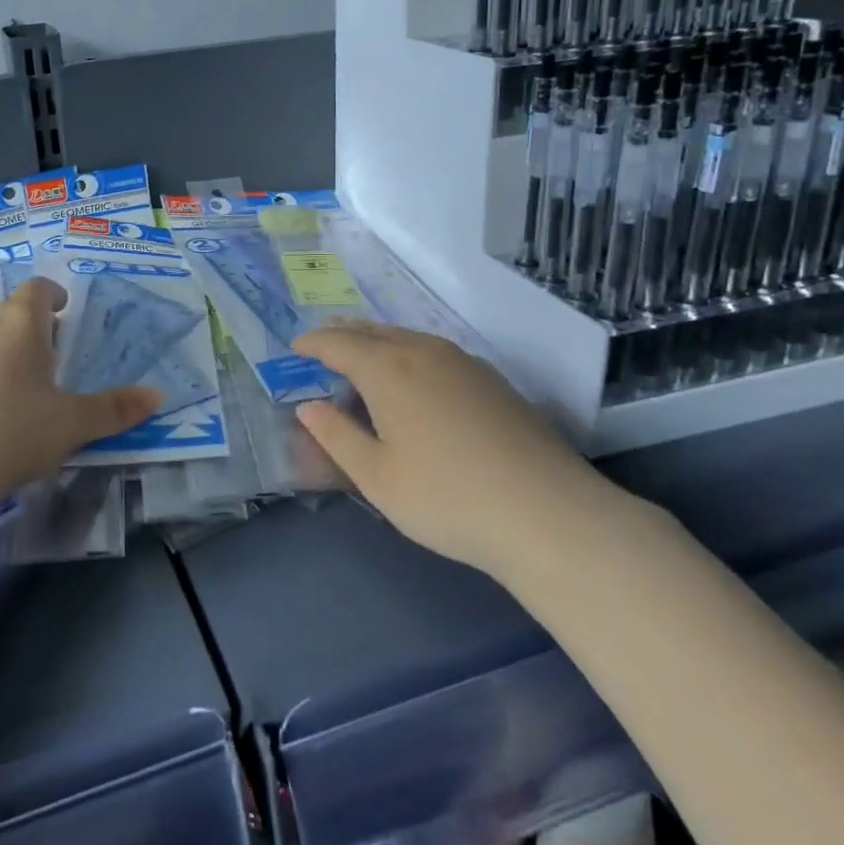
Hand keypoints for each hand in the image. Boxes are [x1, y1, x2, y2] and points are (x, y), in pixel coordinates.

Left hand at [0, 278, 159, 517]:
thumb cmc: (11, 437)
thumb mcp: (72, 426)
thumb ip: (116, 409)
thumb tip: (159, 394)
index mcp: (20, 323)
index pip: (38, 289)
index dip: (52, 296)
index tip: (61, 313)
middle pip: (1, 306)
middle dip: (19, 322)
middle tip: (34, 356)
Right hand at [293, 320, 625, 572]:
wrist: (548, 513)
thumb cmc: (448, 497)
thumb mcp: (377, 477)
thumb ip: (336, 436)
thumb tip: (308, 406)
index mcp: (388, 369)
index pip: (339, 344)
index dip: (313, 343)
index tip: (295, 348)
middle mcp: (423, 352)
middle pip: (373, 331)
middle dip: (343, 334)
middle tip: (323, 343)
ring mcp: (463, 362)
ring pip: (407, 337)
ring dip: (377, 340)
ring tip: (362, 354)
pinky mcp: (491, 379)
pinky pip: (434, 350)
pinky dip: (408, 352)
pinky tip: (414, 376)